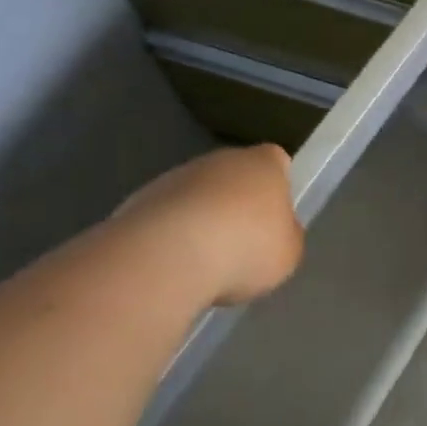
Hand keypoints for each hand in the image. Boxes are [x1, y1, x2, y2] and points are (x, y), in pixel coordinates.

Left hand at [115, 146, 304, 303]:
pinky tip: (172, 265)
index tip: (275, 215)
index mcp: (264, 164)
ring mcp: (175, 177)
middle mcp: (221, 160)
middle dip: (236, 203)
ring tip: (202, 262)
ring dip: (200, 219)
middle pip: (234, 176)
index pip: (277, 160)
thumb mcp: (288, 251)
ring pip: (196, 195)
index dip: (277, 185)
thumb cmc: (245, 248)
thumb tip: (277, 231)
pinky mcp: (138, 201)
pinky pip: (165, 216)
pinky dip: (169, 236)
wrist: (167, 257)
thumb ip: (286, 235)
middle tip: (240, 243)